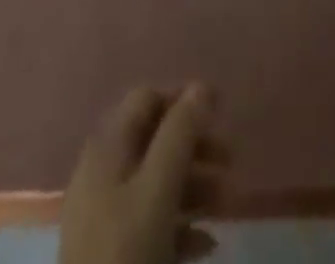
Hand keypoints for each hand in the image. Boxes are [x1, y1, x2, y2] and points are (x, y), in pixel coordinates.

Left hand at [60, 85, 226, 263]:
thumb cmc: (125, 258)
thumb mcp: (157, 191)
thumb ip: (180, 135)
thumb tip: (202, 87)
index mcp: (107, 150)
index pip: (146, 100)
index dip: (182, 101)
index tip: (219, 114)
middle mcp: (103, 175)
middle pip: (154, 142)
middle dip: (195, 147)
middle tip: (231, 161)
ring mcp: (105, 219)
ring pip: (156, 184)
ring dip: (195, 187)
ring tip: (228, 205)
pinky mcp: (113, 259)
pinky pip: (152, 225)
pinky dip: (181, 226)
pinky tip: (206, 247)